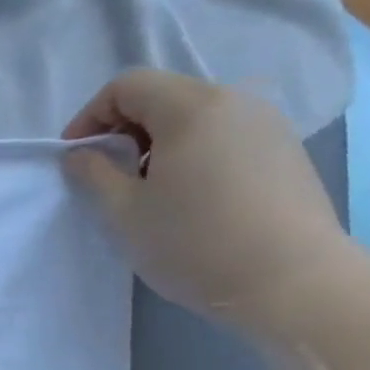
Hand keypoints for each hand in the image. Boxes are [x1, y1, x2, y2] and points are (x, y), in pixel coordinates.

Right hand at [64, 69, 354, 334]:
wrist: (293, 283)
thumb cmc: (195, 244)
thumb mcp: (126, 213)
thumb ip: (95, 174)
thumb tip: (80, 154)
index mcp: (191, 107)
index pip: (127, 86)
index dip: (90, 116)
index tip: (76, 156)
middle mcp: (234, 100)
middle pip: (164, 96)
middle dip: (125, 129)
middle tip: (109, 175)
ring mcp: (267, 124)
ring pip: (196, 116)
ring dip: (159, 143)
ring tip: (149, 189)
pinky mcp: (286, 151)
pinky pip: (225, 136)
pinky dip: (194, 153)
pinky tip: (190, 197)